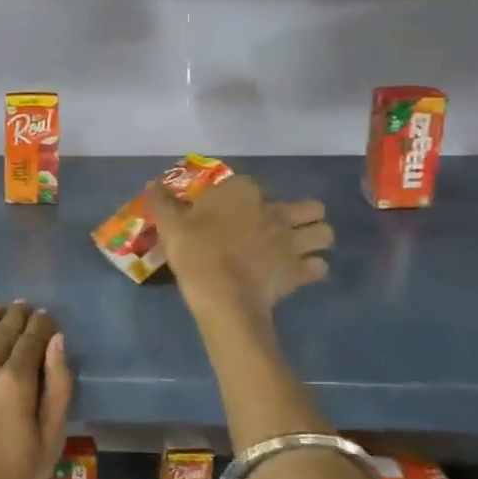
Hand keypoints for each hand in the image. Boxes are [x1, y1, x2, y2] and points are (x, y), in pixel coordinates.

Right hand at [145, 173, 331, 318]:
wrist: (221, 293)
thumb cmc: (195, 252)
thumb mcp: (170, 225)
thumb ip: (162, 203)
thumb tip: (152, 185)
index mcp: (243, 193)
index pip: (251, 185)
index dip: (242, 196)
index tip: (227, 210)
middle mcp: (275, 211)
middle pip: (309, 207)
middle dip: (302, 215)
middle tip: (281, 227)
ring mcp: (292, 241)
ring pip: (325, 233)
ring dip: (315, 239)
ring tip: (297, 249)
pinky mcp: (300, 270)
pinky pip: (319, 268)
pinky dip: (312, 270)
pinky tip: (296, 274)